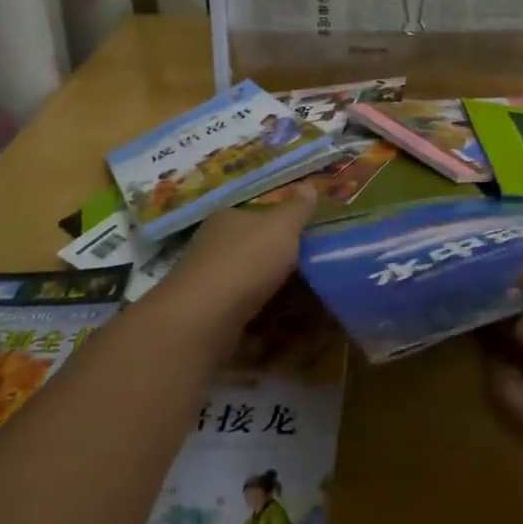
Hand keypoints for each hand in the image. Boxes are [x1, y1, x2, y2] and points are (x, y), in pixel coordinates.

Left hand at [161, 184, 316, 322]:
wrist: (203, 321)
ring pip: (255, 292)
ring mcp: (211, 288)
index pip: (258, 218)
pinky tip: (291, 337)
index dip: (286, 229)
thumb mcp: (281, 226)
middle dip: (287, 270)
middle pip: (258, 257)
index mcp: (227, 221)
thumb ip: (298, 209)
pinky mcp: (213, 323)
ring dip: (282, 303)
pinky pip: (250, 323)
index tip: (313, 245)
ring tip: (315, 313)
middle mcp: (214, 250)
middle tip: (319, 281)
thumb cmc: (245, 262)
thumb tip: (309, 186)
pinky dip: (270, 330)